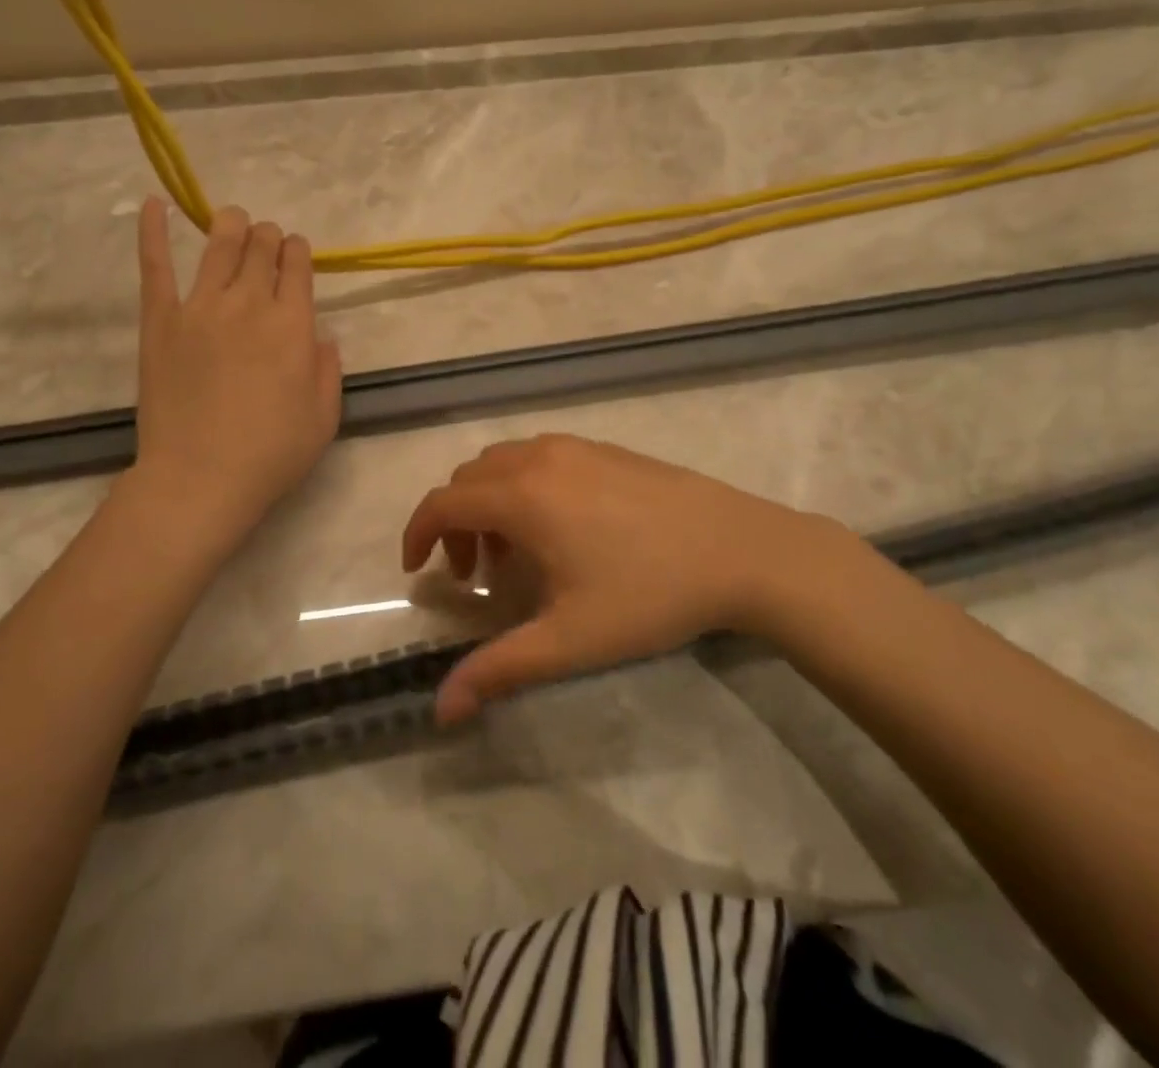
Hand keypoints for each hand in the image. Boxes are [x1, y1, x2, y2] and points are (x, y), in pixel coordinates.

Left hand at [131, 198, 341, 530]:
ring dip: (230, 226)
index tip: (296, 256)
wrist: (200, 478)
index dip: (299, 253)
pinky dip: (152, 231)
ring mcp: (200, 307)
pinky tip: (152, 203)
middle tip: (267, 244)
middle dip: (269, 238)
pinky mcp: (160, 320)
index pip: (298, 265)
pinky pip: (155, 266)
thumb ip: (329, 369)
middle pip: (261, 247)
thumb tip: (320, 335)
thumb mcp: (325, 417)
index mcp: (294, 324)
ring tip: (233, 220)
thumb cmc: (271, 454)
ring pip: (218, 245)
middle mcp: (250, 303)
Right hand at [402, 434, 871, 723]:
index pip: (442, 503)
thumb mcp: (569, 640)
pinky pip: (539, 456)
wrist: (740, 550)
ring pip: (503, 462)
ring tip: (516, 553)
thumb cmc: (648, 594)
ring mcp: (575, 447)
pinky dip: (523, 485)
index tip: (418, 571)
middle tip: (476, 575)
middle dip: (456, 524)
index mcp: (521, 497)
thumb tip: (441, 711)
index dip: (418, 534)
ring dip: (490, 502)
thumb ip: (499, 670)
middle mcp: (539, 459)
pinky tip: (559, 527)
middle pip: (468, 479)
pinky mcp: (604, 448)